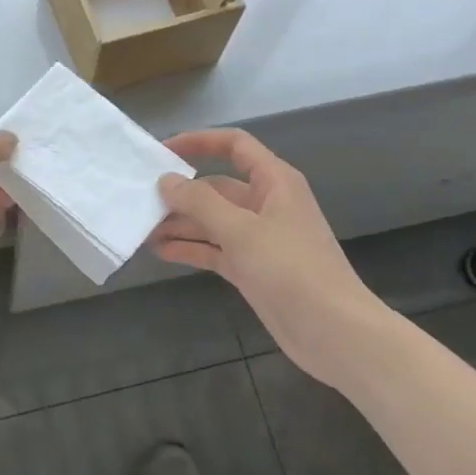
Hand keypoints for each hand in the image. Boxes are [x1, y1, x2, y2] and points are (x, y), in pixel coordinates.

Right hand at [151, 129, 376, 376]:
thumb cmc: (291, 269)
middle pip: (217, 186)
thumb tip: (166, 180)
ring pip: (212, 220)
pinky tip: (161, 250)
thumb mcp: (241, 230)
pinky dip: (191, 248)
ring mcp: (258, 237)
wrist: (334, 332)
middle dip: (181, 193)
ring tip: (142, 228)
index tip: (162, 151)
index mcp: (274, 181)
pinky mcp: (252, 267)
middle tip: (140, 200)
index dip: (199, 142)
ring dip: (181, 223)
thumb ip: (199, 202)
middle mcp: (266, 203)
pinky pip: (215, 248)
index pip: (234, 145)